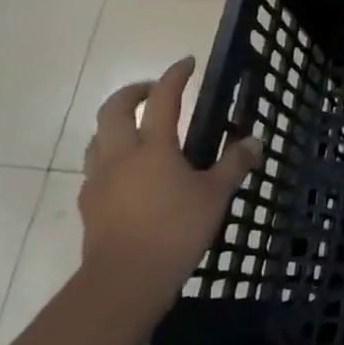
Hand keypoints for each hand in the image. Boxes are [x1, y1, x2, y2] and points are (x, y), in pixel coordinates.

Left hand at [80, 56, 259, 318]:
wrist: (124, 282)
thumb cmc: (174, 232)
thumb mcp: (214, 197)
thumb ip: (233, 166)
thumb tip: (254, 141)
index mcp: (153, 147)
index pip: (164, 99)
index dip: (175, 76)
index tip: (187, 62)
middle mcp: (120, 155)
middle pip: (115, 109)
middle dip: (134, 92)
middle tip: (153, 91)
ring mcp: (99, 180)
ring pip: (98, 137)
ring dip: (115, 124)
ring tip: (136, 129)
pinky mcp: (89, 205)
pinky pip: (95, 168)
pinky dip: (110, 158)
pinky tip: (126, 174)